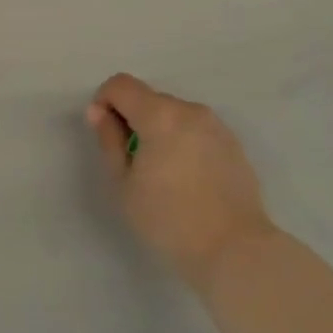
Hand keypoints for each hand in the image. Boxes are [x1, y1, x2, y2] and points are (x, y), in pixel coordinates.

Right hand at [86, 73, 275, 286]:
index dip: (104, 101)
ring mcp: (216, 124)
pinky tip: (188, 180)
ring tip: (163, 175)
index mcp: (160, 114)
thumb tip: (99, 111)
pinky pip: (197, 130)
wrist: (234, 248)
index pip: (121, 84)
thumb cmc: (168, 220)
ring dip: (160, 131)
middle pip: (150, 99)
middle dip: (133, 120)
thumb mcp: (124, 184)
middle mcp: (190, 109)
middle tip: (132, 163)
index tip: (105, 134)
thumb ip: (109, 140)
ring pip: (175, 115)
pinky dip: (184, 142)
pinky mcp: (232, 143)